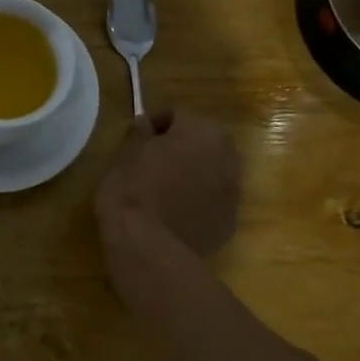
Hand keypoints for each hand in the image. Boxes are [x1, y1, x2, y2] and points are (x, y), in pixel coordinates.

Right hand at [94, 109, 241, 256]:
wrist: (148, 245)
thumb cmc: (133, 188)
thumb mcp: (126, 153)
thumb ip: (140, 133)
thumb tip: (146, 124)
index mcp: (203, 131)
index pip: (178, 114)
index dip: (155, 123)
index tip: (137, 137)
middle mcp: (227, 156)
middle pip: (203, 141)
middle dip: (182, 146)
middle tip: (153, 160)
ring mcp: (233, 191)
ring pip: (212, 171)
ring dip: (194, 173)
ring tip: (165, 188)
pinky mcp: (230, 222)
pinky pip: (213, 201)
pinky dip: (199, 201)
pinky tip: (175, 212)